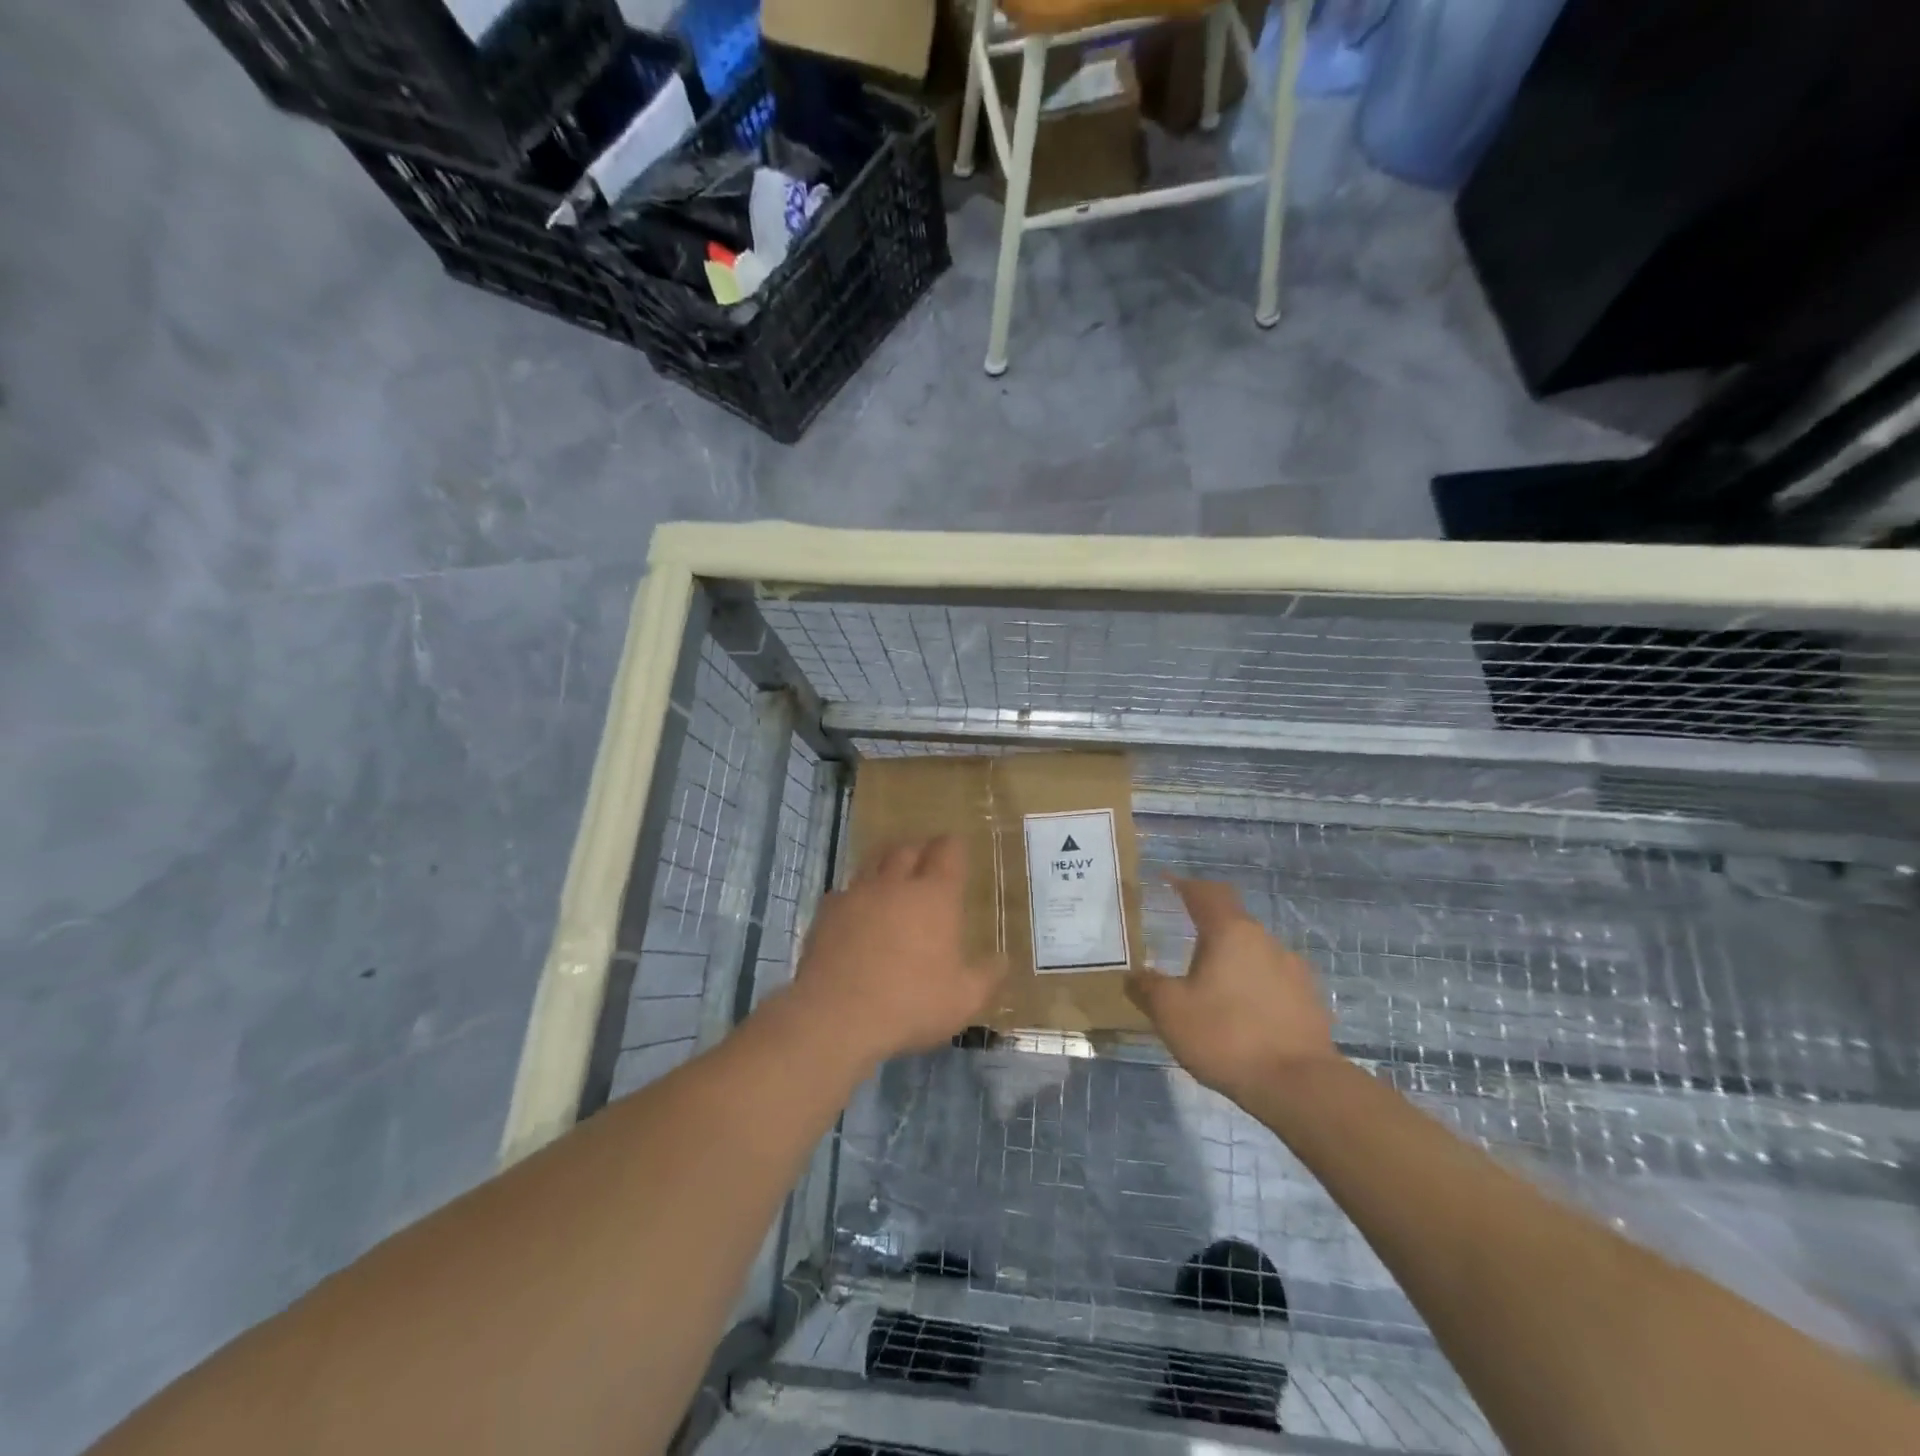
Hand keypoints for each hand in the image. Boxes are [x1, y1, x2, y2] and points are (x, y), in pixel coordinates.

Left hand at [789, 835, 1005, 1067]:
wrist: (836, 1015)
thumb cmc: (911, 1003)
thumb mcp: (964, 999)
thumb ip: (988, 975)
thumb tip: (1002, 959)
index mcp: (935, 896)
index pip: (948, 851)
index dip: (954, 846)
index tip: (956, 847)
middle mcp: (896, 884)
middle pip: (907, 849)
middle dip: (919, 849)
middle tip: (925, 859)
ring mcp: (857, 894)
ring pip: (872, 863)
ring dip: (885, 865)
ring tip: (891, 877)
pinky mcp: (827, 912)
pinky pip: (844, 892)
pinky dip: (855, 896)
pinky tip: (856, 913)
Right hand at [1127, 878, 1335, 1098]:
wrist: (1300, 1086)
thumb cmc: (1226, 1036)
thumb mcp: (1170, 1012)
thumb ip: (1147, 987)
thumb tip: (1134, 975)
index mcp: (1230, 932)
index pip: (1206, 893)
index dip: (1185, 885)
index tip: (1168, 883)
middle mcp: (1265, 940)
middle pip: (1233, 921)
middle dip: (1208, 929)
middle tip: (1185, 948)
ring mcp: (1294, 970)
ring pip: (1255, 953)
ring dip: (1233, 961)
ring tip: (1214, 988)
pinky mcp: (1310, 1001)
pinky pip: (1274, 982)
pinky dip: (1254, 988)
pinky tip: (1244, 1015)